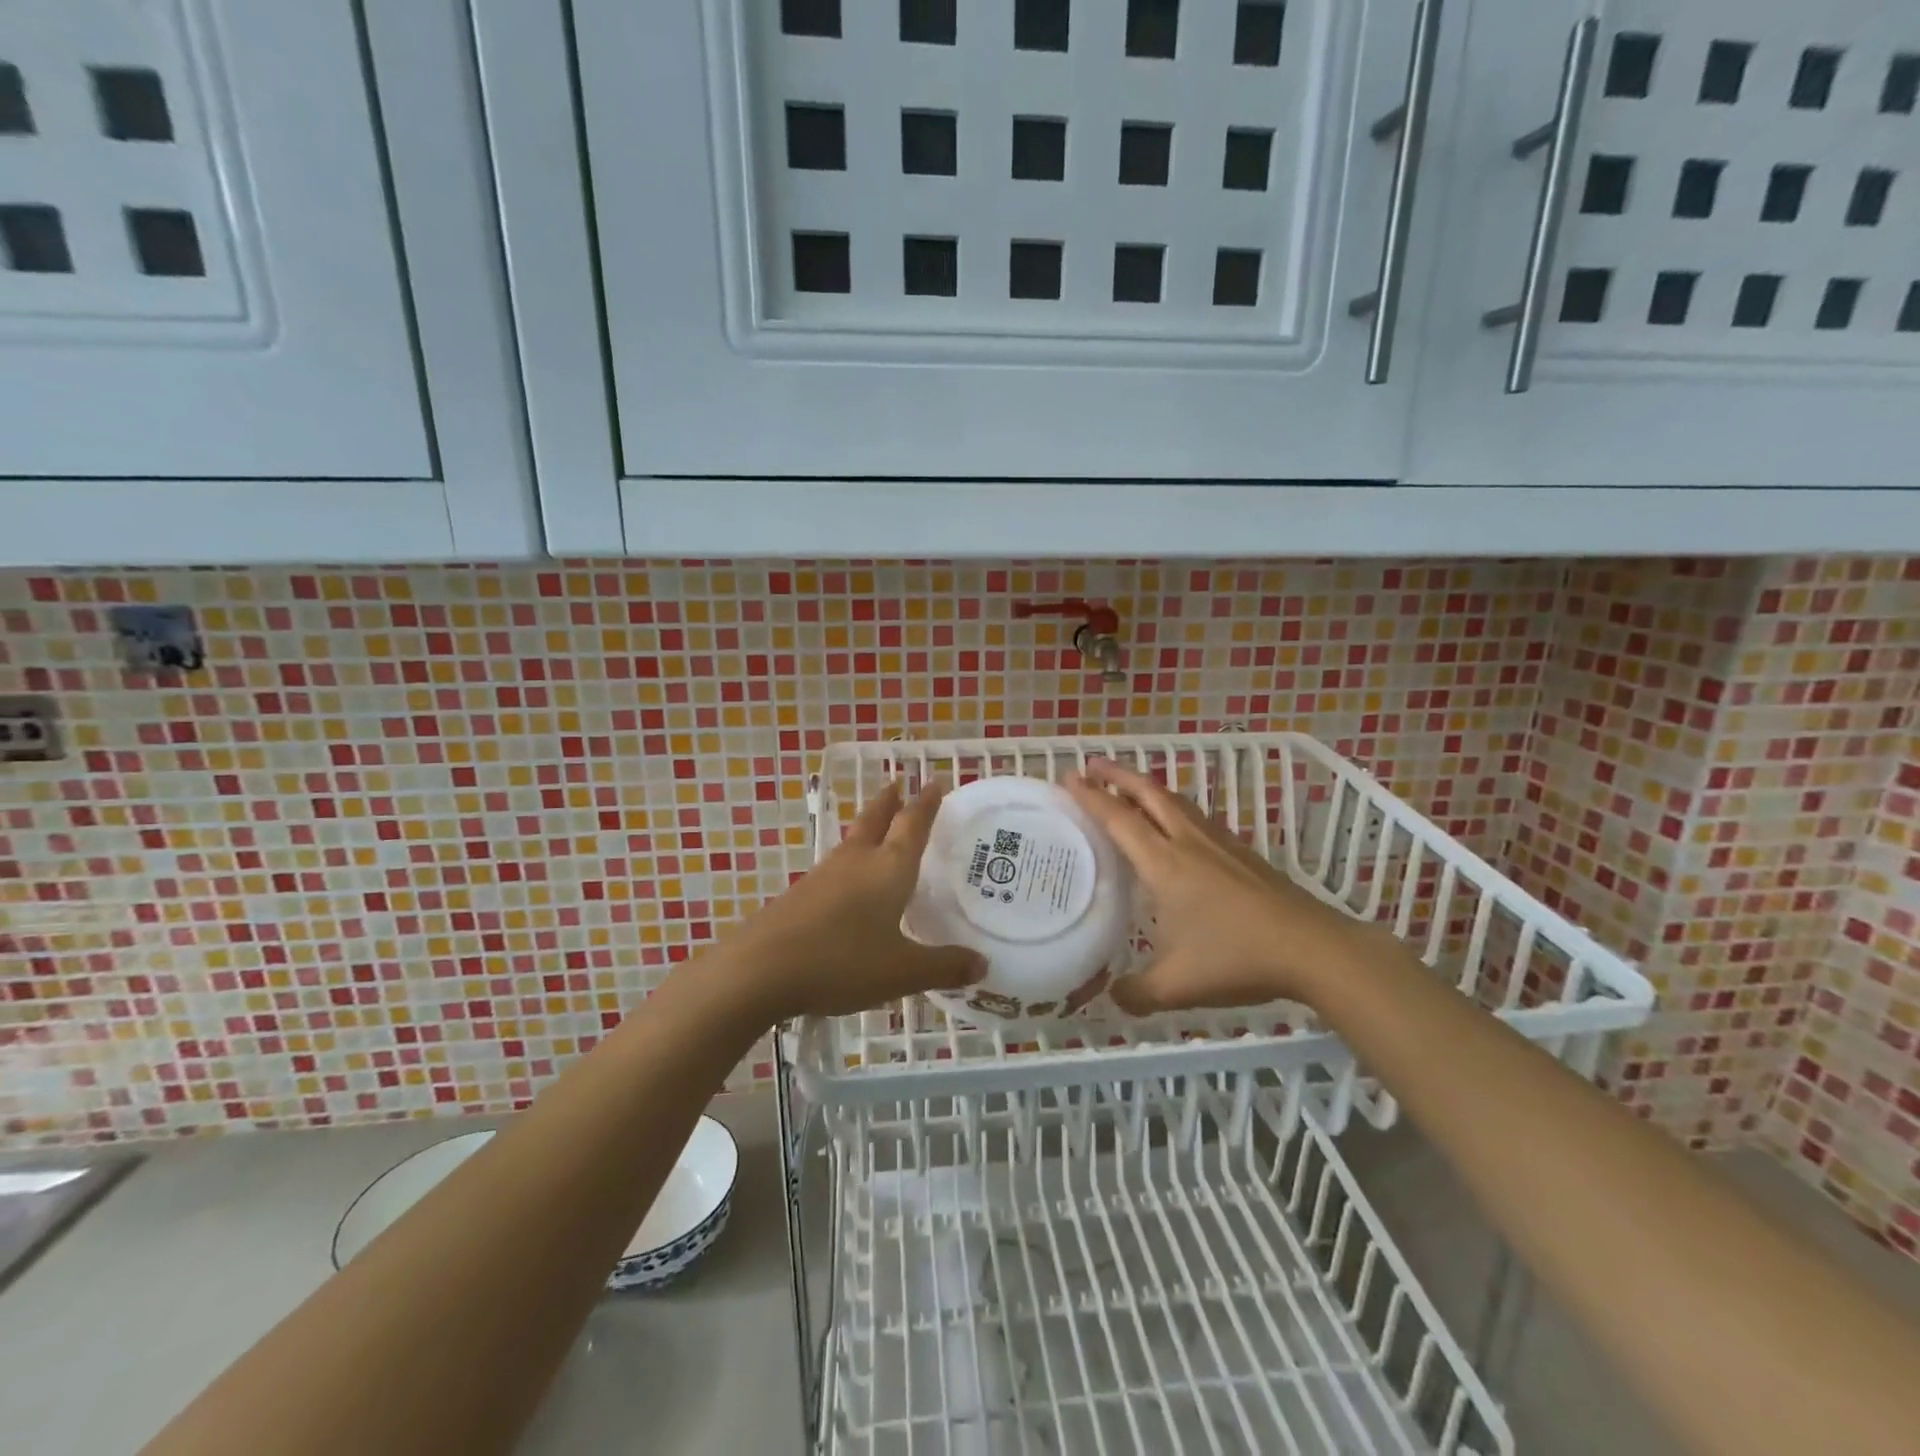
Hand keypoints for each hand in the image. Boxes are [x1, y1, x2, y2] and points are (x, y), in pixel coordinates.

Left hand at [722, 781, 983, 1020]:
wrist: (760, 969)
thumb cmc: (842, 961)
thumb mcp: (902, 971)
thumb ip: (944, 966)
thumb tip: (983, 965)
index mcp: (888, 869)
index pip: (912, 825)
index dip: (926, 804)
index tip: (934, 782)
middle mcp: (857, 862)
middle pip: (875, 820)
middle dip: (890, 801)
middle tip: (899, 783)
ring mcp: (823, 876)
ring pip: (852, 840)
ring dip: (868, 826)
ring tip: (877, 825)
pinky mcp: (800, 895)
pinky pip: (834, 867)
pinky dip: (849, 859)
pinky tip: (847, 879)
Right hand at [1064, 759, 1374, 1014]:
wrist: (1311, 948)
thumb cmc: (1237, 958)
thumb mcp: (1177, 986)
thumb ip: (1137, 993)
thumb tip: (1112, 997)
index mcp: (1165, 865)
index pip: (1119, 819)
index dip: (1091, 796)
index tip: (1069, 776)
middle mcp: (1189, 843)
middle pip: (1148, 794)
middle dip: (1117, 775)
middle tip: (1092, 763)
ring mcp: (1219, 844)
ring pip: (1175, 802)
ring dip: (1147, 787)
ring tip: (1129, 786)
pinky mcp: (1242, 853)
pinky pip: (1196, 817)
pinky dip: (1173, 807)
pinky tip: (1177, 824)